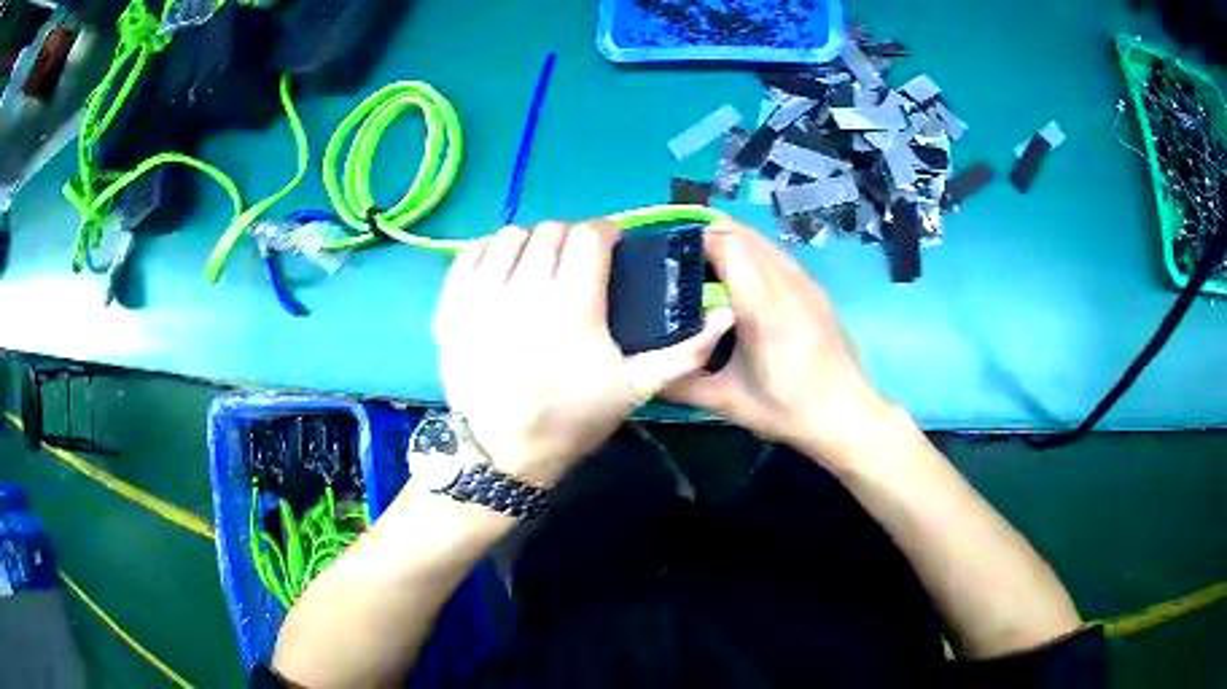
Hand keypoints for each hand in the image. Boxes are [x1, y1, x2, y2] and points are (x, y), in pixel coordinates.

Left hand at [434, 221, 733, 486]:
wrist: (501, 453)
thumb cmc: (571, 419)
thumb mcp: (633, 389)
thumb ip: (684, 351)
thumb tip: (726, 314)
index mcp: (573, 305)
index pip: (590, 234)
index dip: (606, 234)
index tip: (610, 251)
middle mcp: (524, 288)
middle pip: (552, 230)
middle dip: (572, 242)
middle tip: (576, 269)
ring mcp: (481, 295)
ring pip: (511, 235)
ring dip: (532, 246)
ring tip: (539, 273)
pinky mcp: (451, 305)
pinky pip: (470, 252)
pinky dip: (490, 254)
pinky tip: (502, 275)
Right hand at [663, 221, 895, 466]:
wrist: (847, 414)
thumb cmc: (787, 409)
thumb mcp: (727, 402)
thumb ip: (680, 384)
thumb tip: (643, 373)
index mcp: (760, 305)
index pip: (724, 244)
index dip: (693, 241)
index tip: (669, 257)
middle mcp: (784, 281)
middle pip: (741, 233)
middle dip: (708, 237)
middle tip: (681, 261)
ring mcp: (804, 281)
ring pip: (762, 240)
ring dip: (733, 244)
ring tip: (708, 269)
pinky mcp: (815, 288)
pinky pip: (778, 255)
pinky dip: (755, 255)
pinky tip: (744, 284)